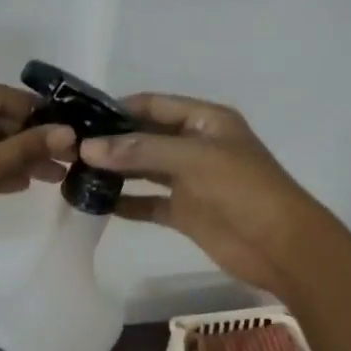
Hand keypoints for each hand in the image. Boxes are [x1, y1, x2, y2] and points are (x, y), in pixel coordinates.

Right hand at [78, 93, 345, 299]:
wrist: (282, 246)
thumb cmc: (243, 189)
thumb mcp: (192, 158)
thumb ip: (140, 150)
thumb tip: (88, 148)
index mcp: (205, 120)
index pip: (154, 105)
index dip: (118, 108)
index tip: (80, 117)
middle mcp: (195, 145)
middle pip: (146, 136)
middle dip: (112, 141)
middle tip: (68, 147)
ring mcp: (190, 180)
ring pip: (145, 169)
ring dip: (115, 171)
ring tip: (74, 172)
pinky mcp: (185, 213)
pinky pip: (149, 202)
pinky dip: (126, 202)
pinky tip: (97, 202)